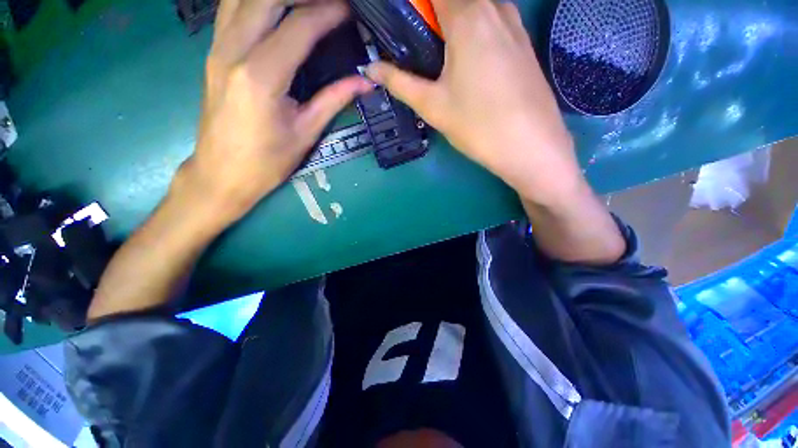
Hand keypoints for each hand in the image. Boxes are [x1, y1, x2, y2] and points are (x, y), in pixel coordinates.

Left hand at [176, 0, 372, 223]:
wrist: (222, 174)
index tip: (350, 10)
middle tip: (330, 3)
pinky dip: (255, 1)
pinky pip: (230, 10)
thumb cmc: (267, 161)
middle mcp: (233, 52)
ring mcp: (217, 49)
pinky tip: (275, 10)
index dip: (328, 13)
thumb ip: (334, 100)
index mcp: (261, 77)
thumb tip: (365, 82)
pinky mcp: (213, 53)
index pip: (298, 28)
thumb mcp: (306, 132)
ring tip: (305, 4)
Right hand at [366, 0, 578, 202]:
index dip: (416, 7)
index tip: (406, 28)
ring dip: (452, 24)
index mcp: (467, 15)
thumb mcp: (433, 106)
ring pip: (475, 8)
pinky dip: (473, 30)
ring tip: (440, 58)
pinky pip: (492, 21)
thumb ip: (399, 82)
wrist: (530, 146)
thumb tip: (371, 69)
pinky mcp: (524, 42)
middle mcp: (494, 7)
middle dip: (431, 18)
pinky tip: (467, 63)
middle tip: (419, 50)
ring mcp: (514, 23)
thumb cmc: (478, 125)